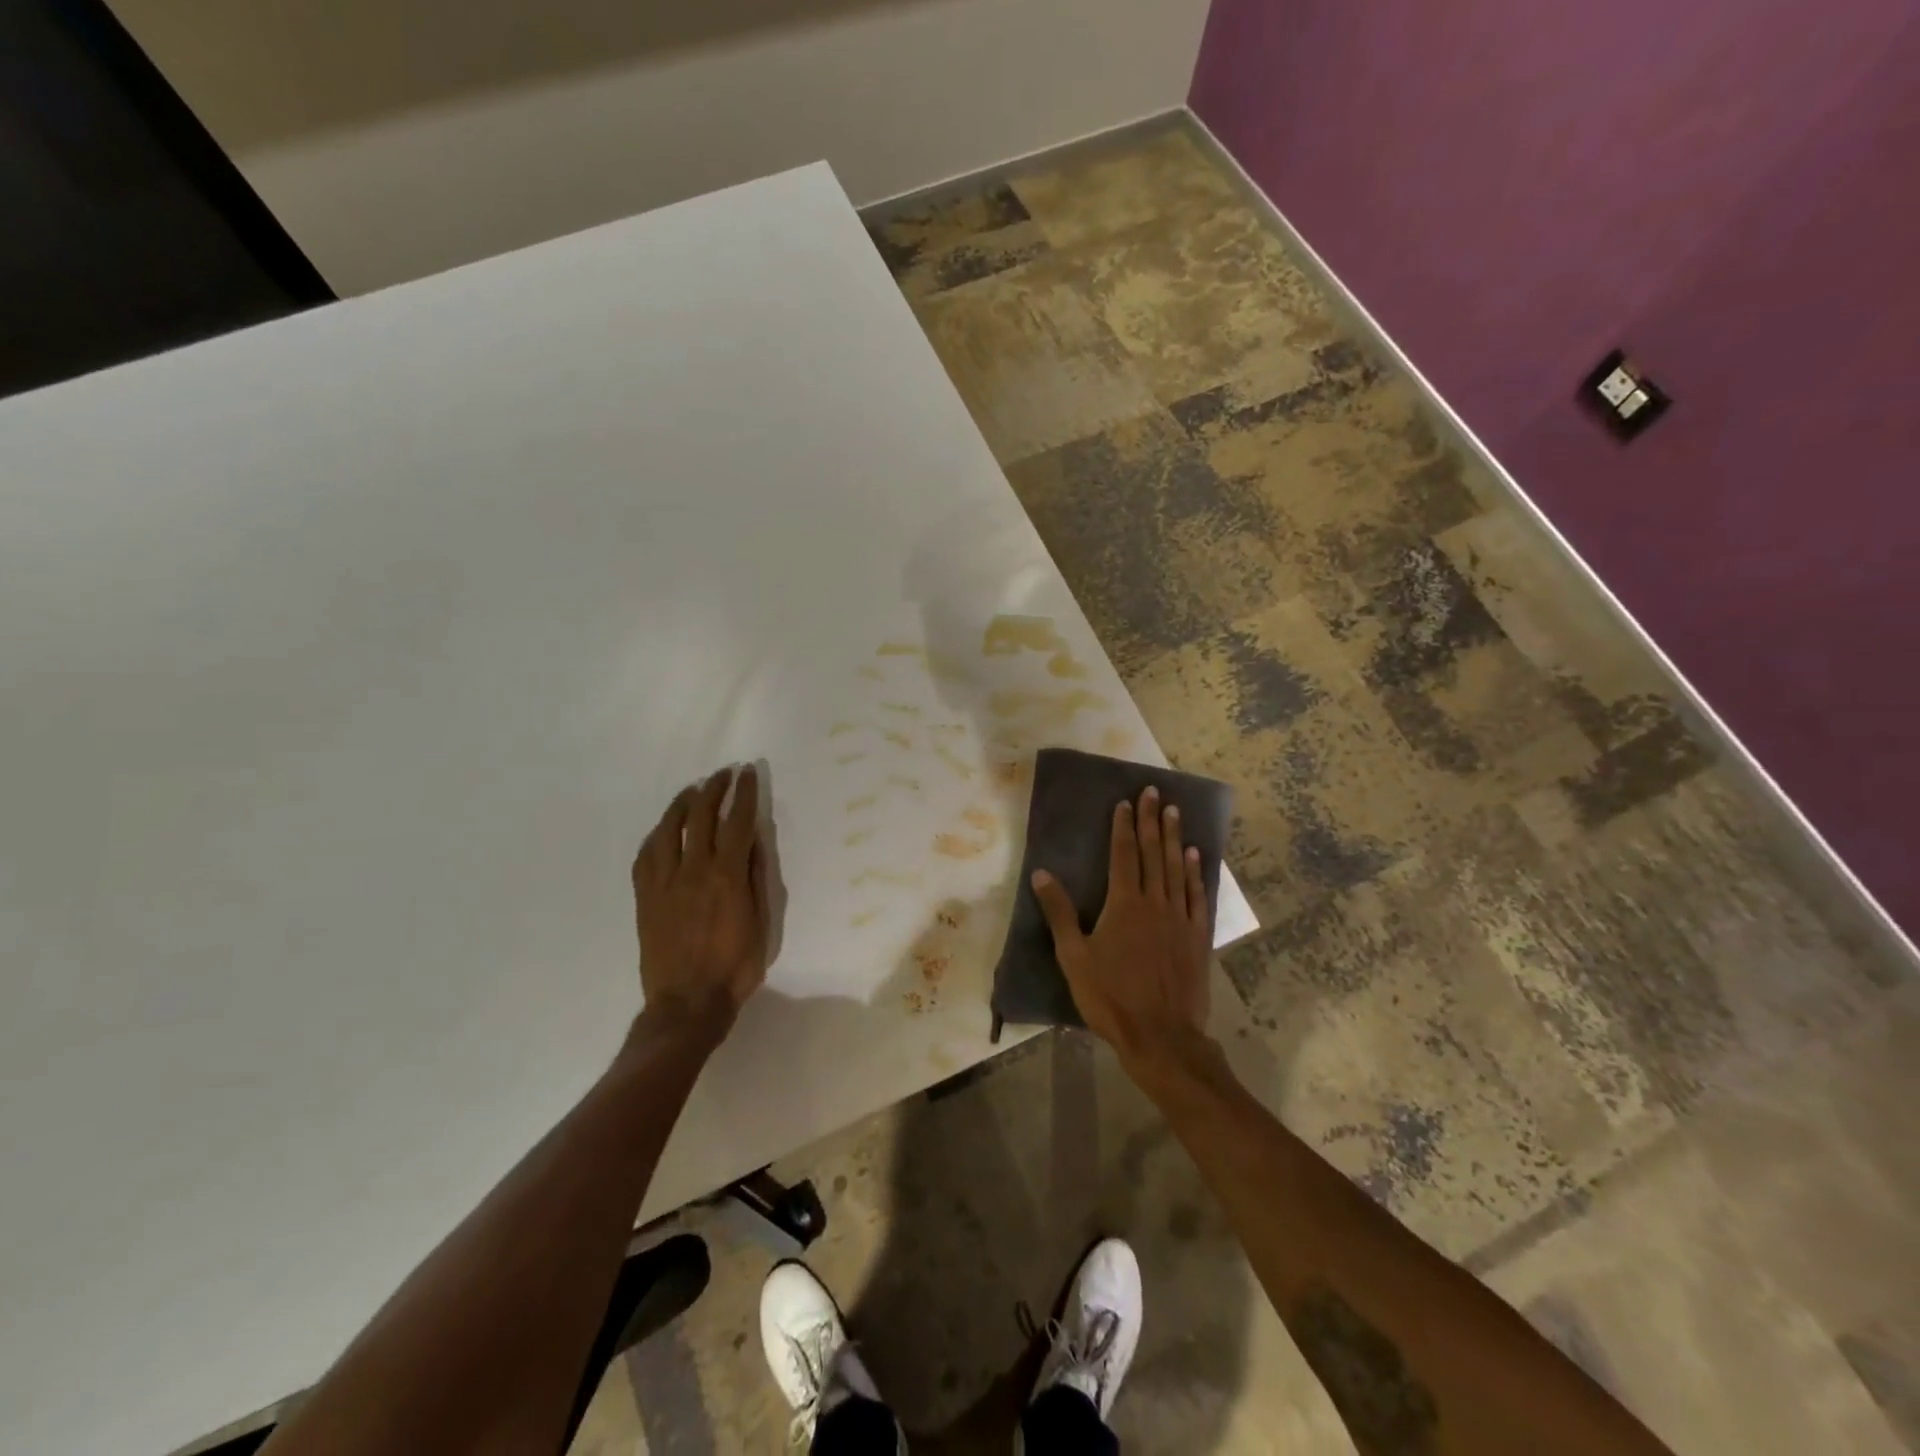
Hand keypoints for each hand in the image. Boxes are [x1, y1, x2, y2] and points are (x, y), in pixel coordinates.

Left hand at [632, 765, 768, 1036]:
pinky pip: (646, 855)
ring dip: (682, 803)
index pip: (737, 821)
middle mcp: (694, 870)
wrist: (687, 1004)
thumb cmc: (734, 968)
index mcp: (727, 876)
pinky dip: (657, 835)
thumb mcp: (761, 924)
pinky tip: (664, 829)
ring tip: (692, 791)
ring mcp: (664, 882)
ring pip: (669, 829)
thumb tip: (753, 841)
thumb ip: (756, 878)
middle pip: (701, 816)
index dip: (744, 793)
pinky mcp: (645, 897)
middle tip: (723, 775)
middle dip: (714, 789)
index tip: (748, 774)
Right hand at [1031, 786, 1213, 1077]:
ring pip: (1178, 869)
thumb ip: (1059, 912)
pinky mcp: (1198, 937)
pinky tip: (1195, 856)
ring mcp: (1180, 919)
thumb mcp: (1074, 957)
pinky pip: (1198, 896)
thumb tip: (1042, 873)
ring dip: (1174, 838)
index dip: (1123, 827)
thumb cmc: (1110, 997)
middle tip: (1155, 792)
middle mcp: (1155, 903)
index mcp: (1124, 905)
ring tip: (1174, 812)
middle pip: (1153, 854)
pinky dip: (1196, 873)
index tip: (1125, 802)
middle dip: (1151, 821)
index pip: (1123, 855)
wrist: (1161, 1036)